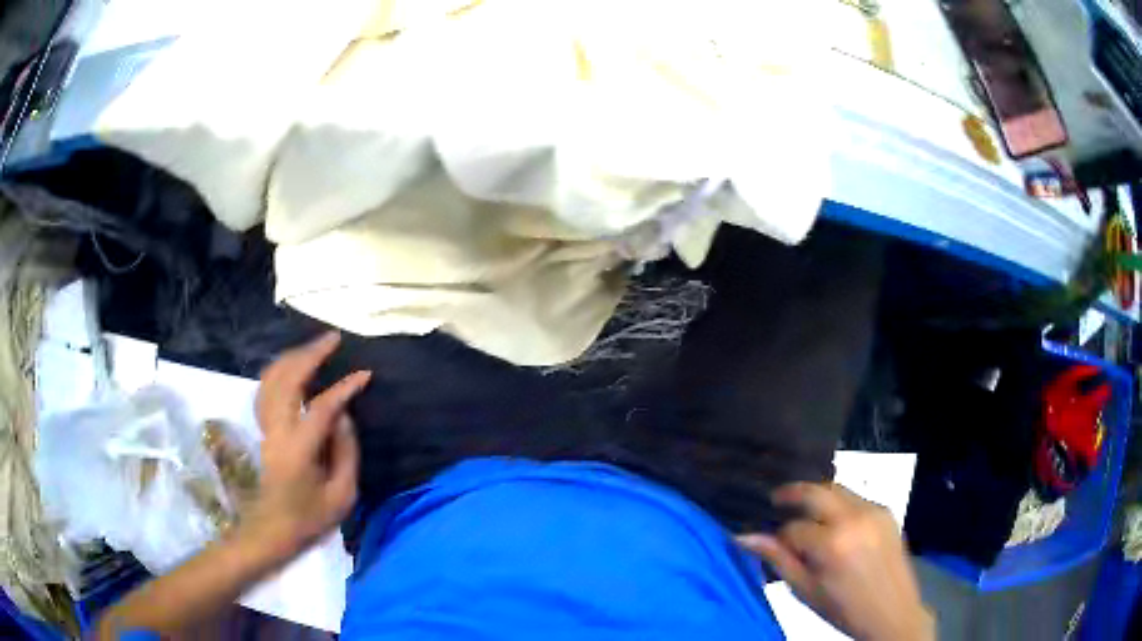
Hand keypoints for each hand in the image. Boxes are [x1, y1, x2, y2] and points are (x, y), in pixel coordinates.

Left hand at [247, 332, 370, 561]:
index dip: (344, 388)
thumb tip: (345, 416)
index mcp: (299, 449)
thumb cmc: (310, 518)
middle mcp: (277, 430)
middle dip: (310, 354)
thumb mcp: (342, 496)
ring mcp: (265, 427)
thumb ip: (346, 453)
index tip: (364, 374)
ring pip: (272, 378)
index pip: (321, 407)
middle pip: (288, 379)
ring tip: (315, 347)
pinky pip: (266, 388)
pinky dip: (279, 371)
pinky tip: (292, 368)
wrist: (272, 530)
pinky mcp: (262, 428)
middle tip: (333, 339)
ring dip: (293, 358)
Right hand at [738, 483, 934, 640]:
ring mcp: (874, 511)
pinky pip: (857, 498)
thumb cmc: (843, 608)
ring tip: (805, 511)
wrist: (892, 613)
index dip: (780, 536)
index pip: (793, 527)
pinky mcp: (887, 511)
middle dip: (793, 492)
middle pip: (817, 490)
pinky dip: (840, 504)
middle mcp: (854, 518)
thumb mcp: (805, 590)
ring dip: (818, 496)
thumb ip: (778, 559)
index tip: (775, 545)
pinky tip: (836, 523)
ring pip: (838, 489)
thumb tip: (743, 537)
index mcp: (832, 543)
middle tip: (776, 499)